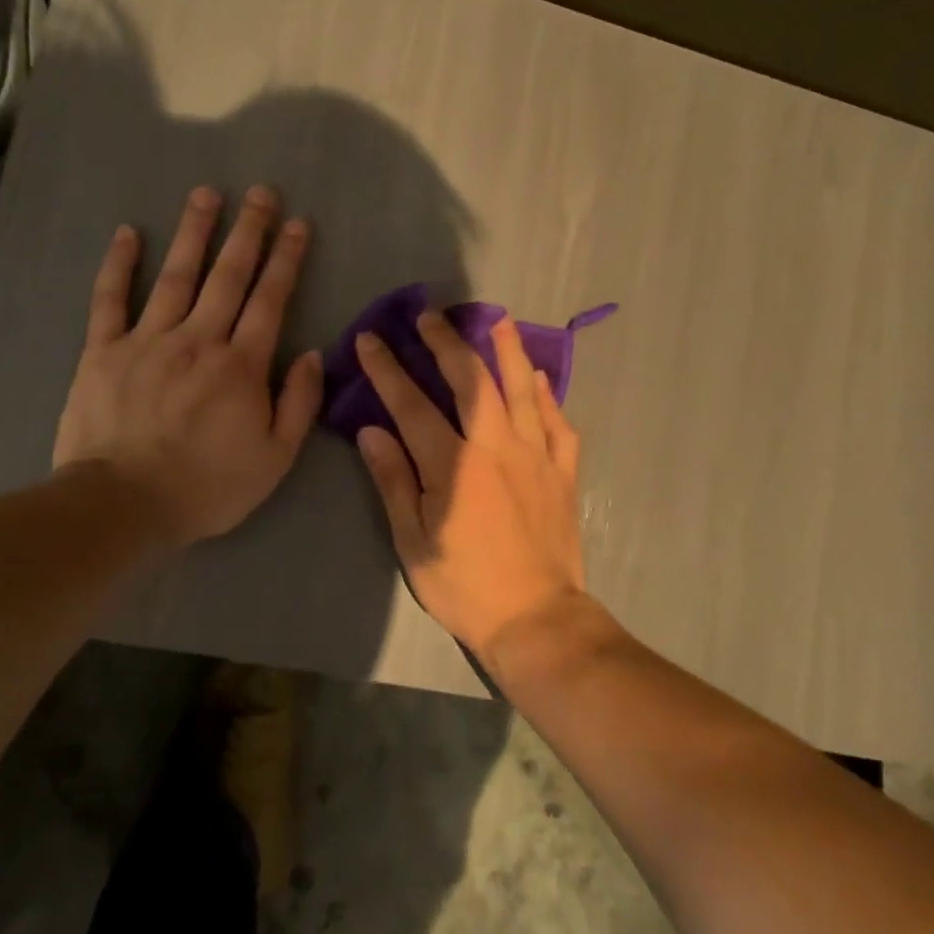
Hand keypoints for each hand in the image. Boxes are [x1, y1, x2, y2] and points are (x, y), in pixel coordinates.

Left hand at [53, 185, 322, 545]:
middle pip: (228, 276)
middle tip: (261, 192)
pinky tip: (128, 233)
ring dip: (194, 233)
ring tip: (206, 194)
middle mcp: (198, 339)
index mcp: (241, 365)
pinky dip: (118, 265)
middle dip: (248, 231)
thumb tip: (313, 354)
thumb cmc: (207, 486)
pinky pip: (110, 299)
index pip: (270, 300)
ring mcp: (147, 340)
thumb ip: (298, 403)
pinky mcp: (103, 351)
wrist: (123, 504)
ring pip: (176, 275)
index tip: (297, 224)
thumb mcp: (274, 458)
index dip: (286, 259)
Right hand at [353, 311, 587, 656]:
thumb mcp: (414, 543)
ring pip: (522, 389)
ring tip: (497, 320)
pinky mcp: (563, 472)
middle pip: (471, 380)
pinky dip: (548, 396)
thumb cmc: (465, 586)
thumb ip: (394, 482)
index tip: (371, 339)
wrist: (536, 618)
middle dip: (446, 342)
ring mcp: (536, 456)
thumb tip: (371, 431)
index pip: (412, 405)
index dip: (388, 369)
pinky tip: (540, 379)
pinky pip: (559, 423)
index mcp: (453, 465)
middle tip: (430, 315)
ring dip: (506, 350)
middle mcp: (496, 447)